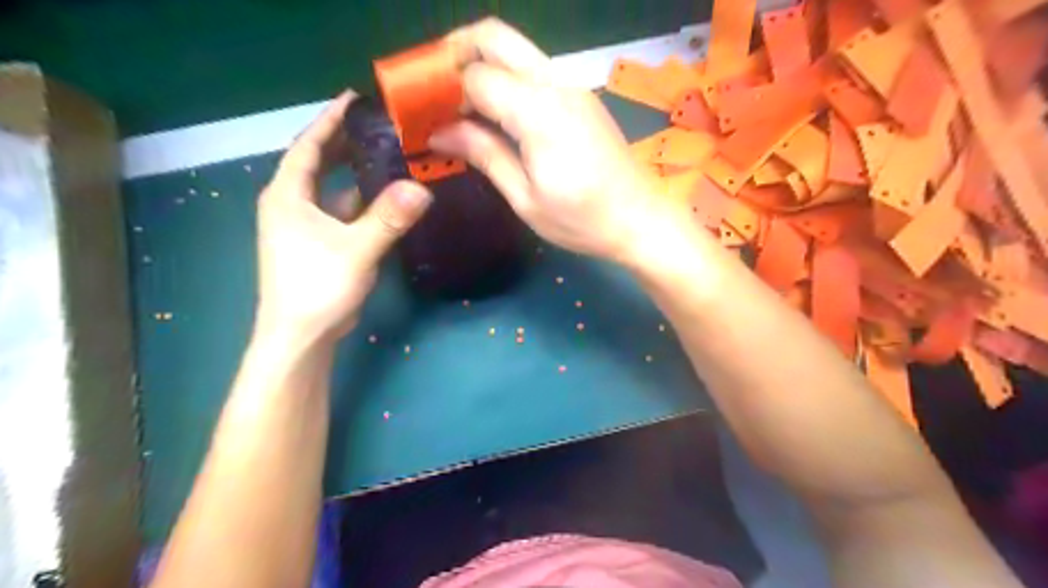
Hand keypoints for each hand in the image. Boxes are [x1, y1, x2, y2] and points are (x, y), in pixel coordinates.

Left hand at [255, 92, 431, 343]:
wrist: (301, 337)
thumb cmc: (317, 288)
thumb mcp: (356, 250)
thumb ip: (388, 218)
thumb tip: (423, 188)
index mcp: (288, 196)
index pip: (309, 146)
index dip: (330, 120)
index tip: (354, 98)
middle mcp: (292, 204)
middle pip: (318, 162)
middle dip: (344, 141)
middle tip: (378, 124)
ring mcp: (305, 226)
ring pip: (332, 189)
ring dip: (355, 172)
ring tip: (387, 155)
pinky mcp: (319, 244)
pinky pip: (342, 211)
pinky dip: (361, 201)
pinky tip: (384, 198)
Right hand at [431, 17, 674, 264]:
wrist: (639, 220)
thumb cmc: (582, 220)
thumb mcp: (525, 198)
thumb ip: (484, 155)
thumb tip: (439, 132)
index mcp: (539, 111)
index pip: (476, 75)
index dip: (442, 90)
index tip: (421, 115)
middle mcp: (556, 84)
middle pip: (495, 36)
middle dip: (456, 52)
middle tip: (434, 90)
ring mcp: (572, 86)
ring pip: (515, 49)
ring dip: (480, 64)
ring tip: (458, 106)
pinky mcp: (579, 97)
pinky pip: (532, 70)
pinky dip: (503, 79)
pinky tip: (493, 114)